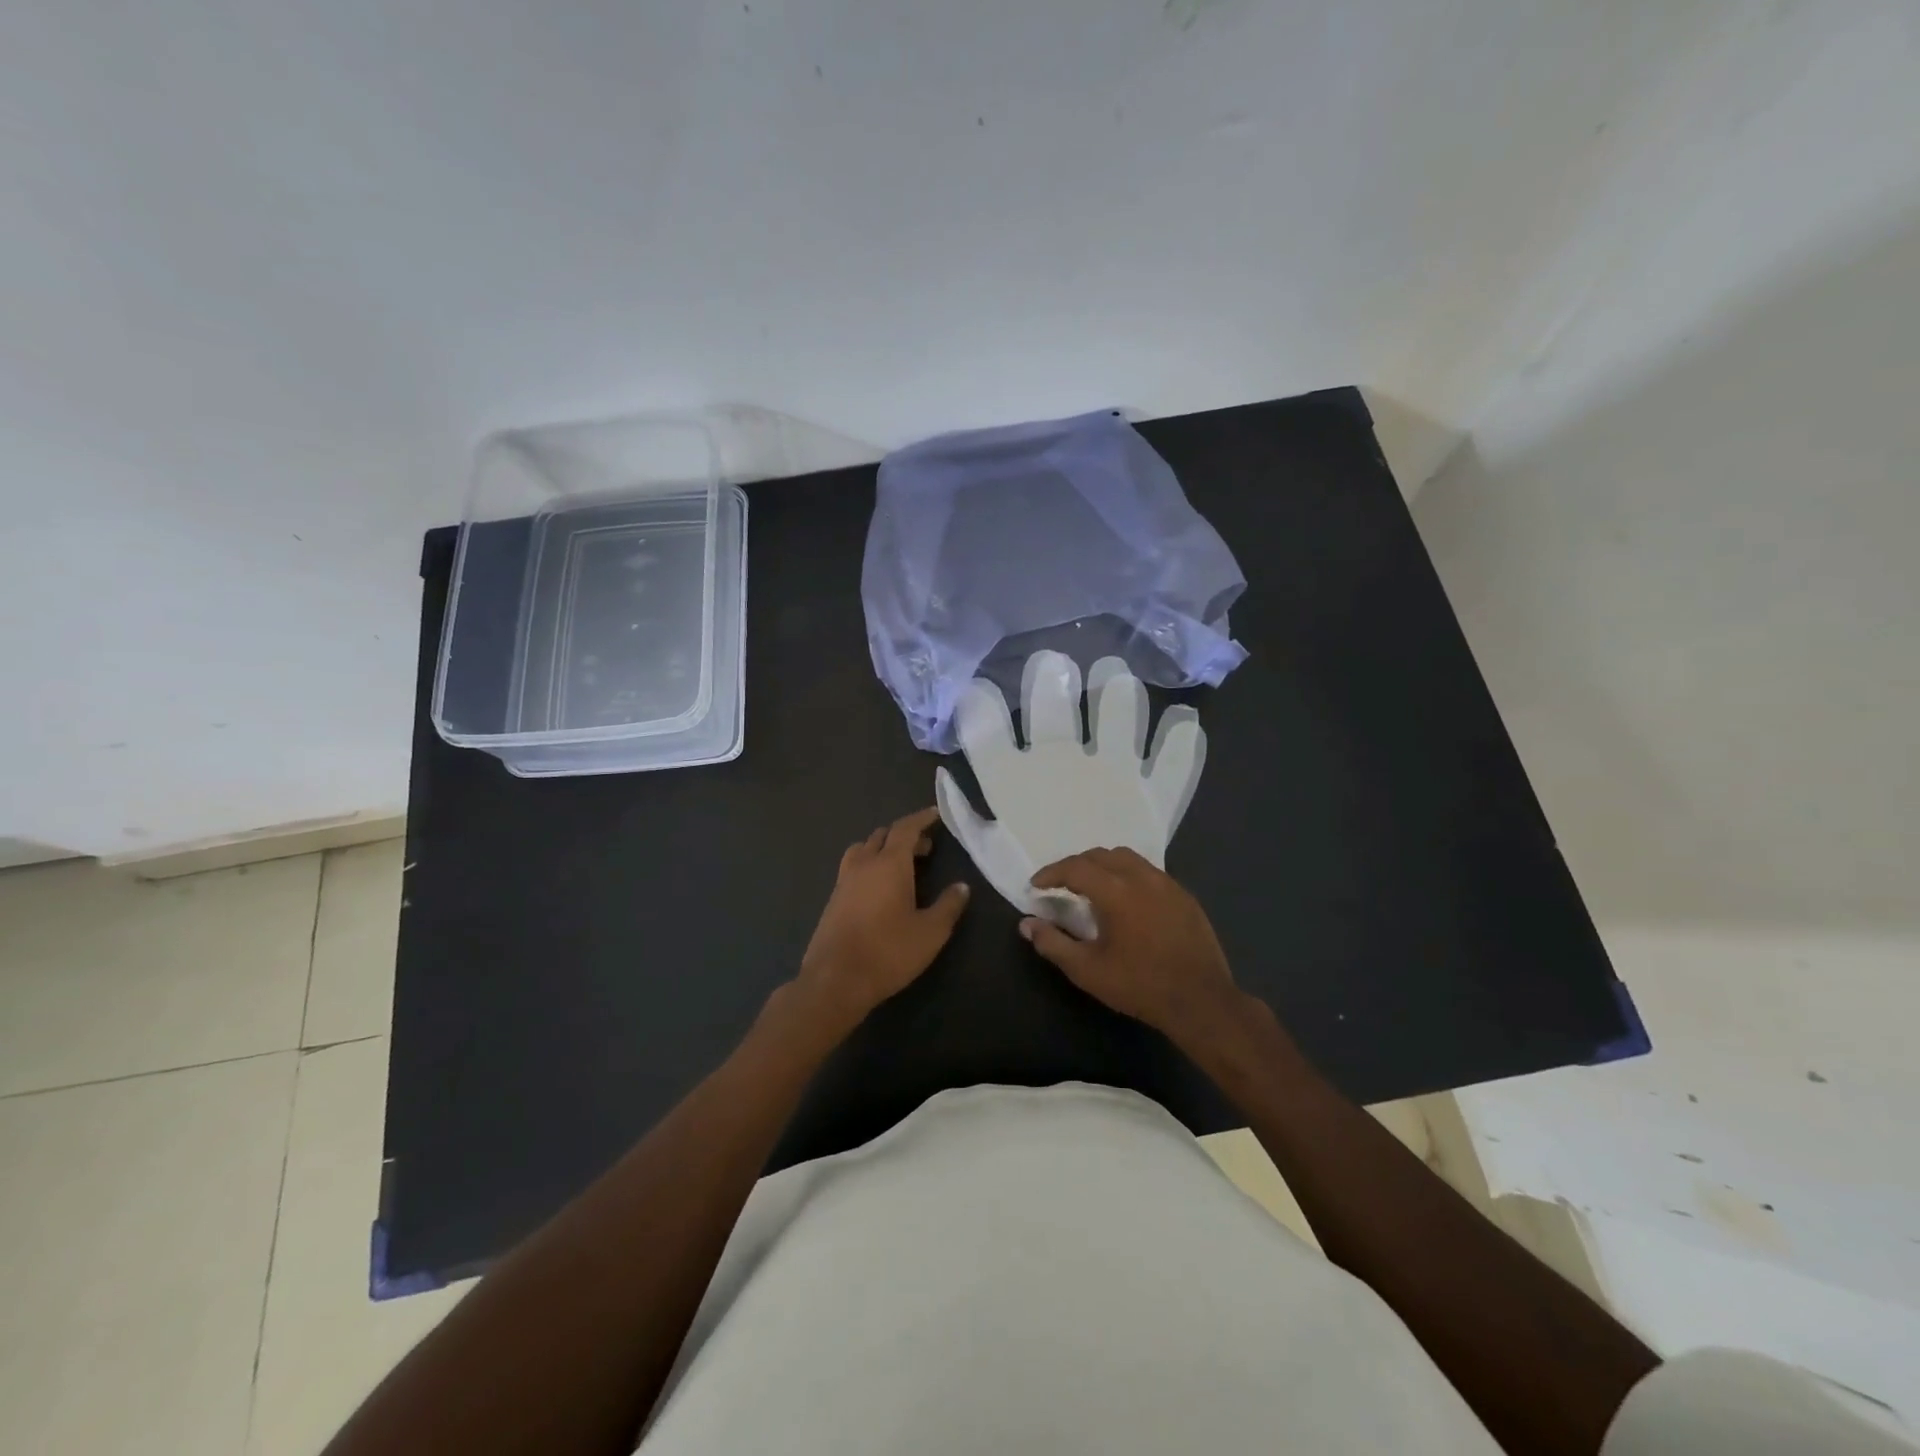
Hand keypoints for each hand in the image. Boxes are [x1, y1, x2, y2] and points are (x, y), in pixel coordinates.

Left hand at [794, 806, 970, 1033]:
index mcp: (889, 864)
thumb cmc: (888, 952)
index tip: (935, 814)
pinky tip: (879, 889)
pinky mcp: (833, 900)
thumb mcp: (930, 932)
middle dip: (905, 835)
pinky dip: (869, 865)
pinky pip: (852, 868)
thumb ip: (948, 906)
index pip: (905, 829)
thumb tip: (962, 887)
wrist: (835, 980)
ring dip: (882, 848)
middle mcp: (864, 864)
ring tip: (900, 864)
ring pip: (863, 850)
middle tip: (925, 847)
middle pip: (883, 836)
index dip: (921, 819)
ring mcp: (844, 881)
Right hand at [1021, 847, 1245, 1048]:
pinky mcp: (1184, 896)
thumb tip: (1026, 924)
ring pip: (1128, 859)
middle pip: (1101, 855)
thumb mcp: (1087, 970)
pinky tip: (1127, 900)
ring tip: (1092, 887)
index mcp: (1116, 891)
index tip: (1036, 886)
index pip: (1075, 868)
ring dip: (1104, 866)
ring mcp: (1167, 884)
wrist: (1201, 1001)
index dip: (1051, 873)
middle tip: (1061, 885)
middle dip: (1076, 865)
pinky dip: (1129, 876)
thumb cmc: (1139, 985)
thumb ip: (1052, 943)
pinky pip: (1150, 873)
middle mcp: (1142, 877)